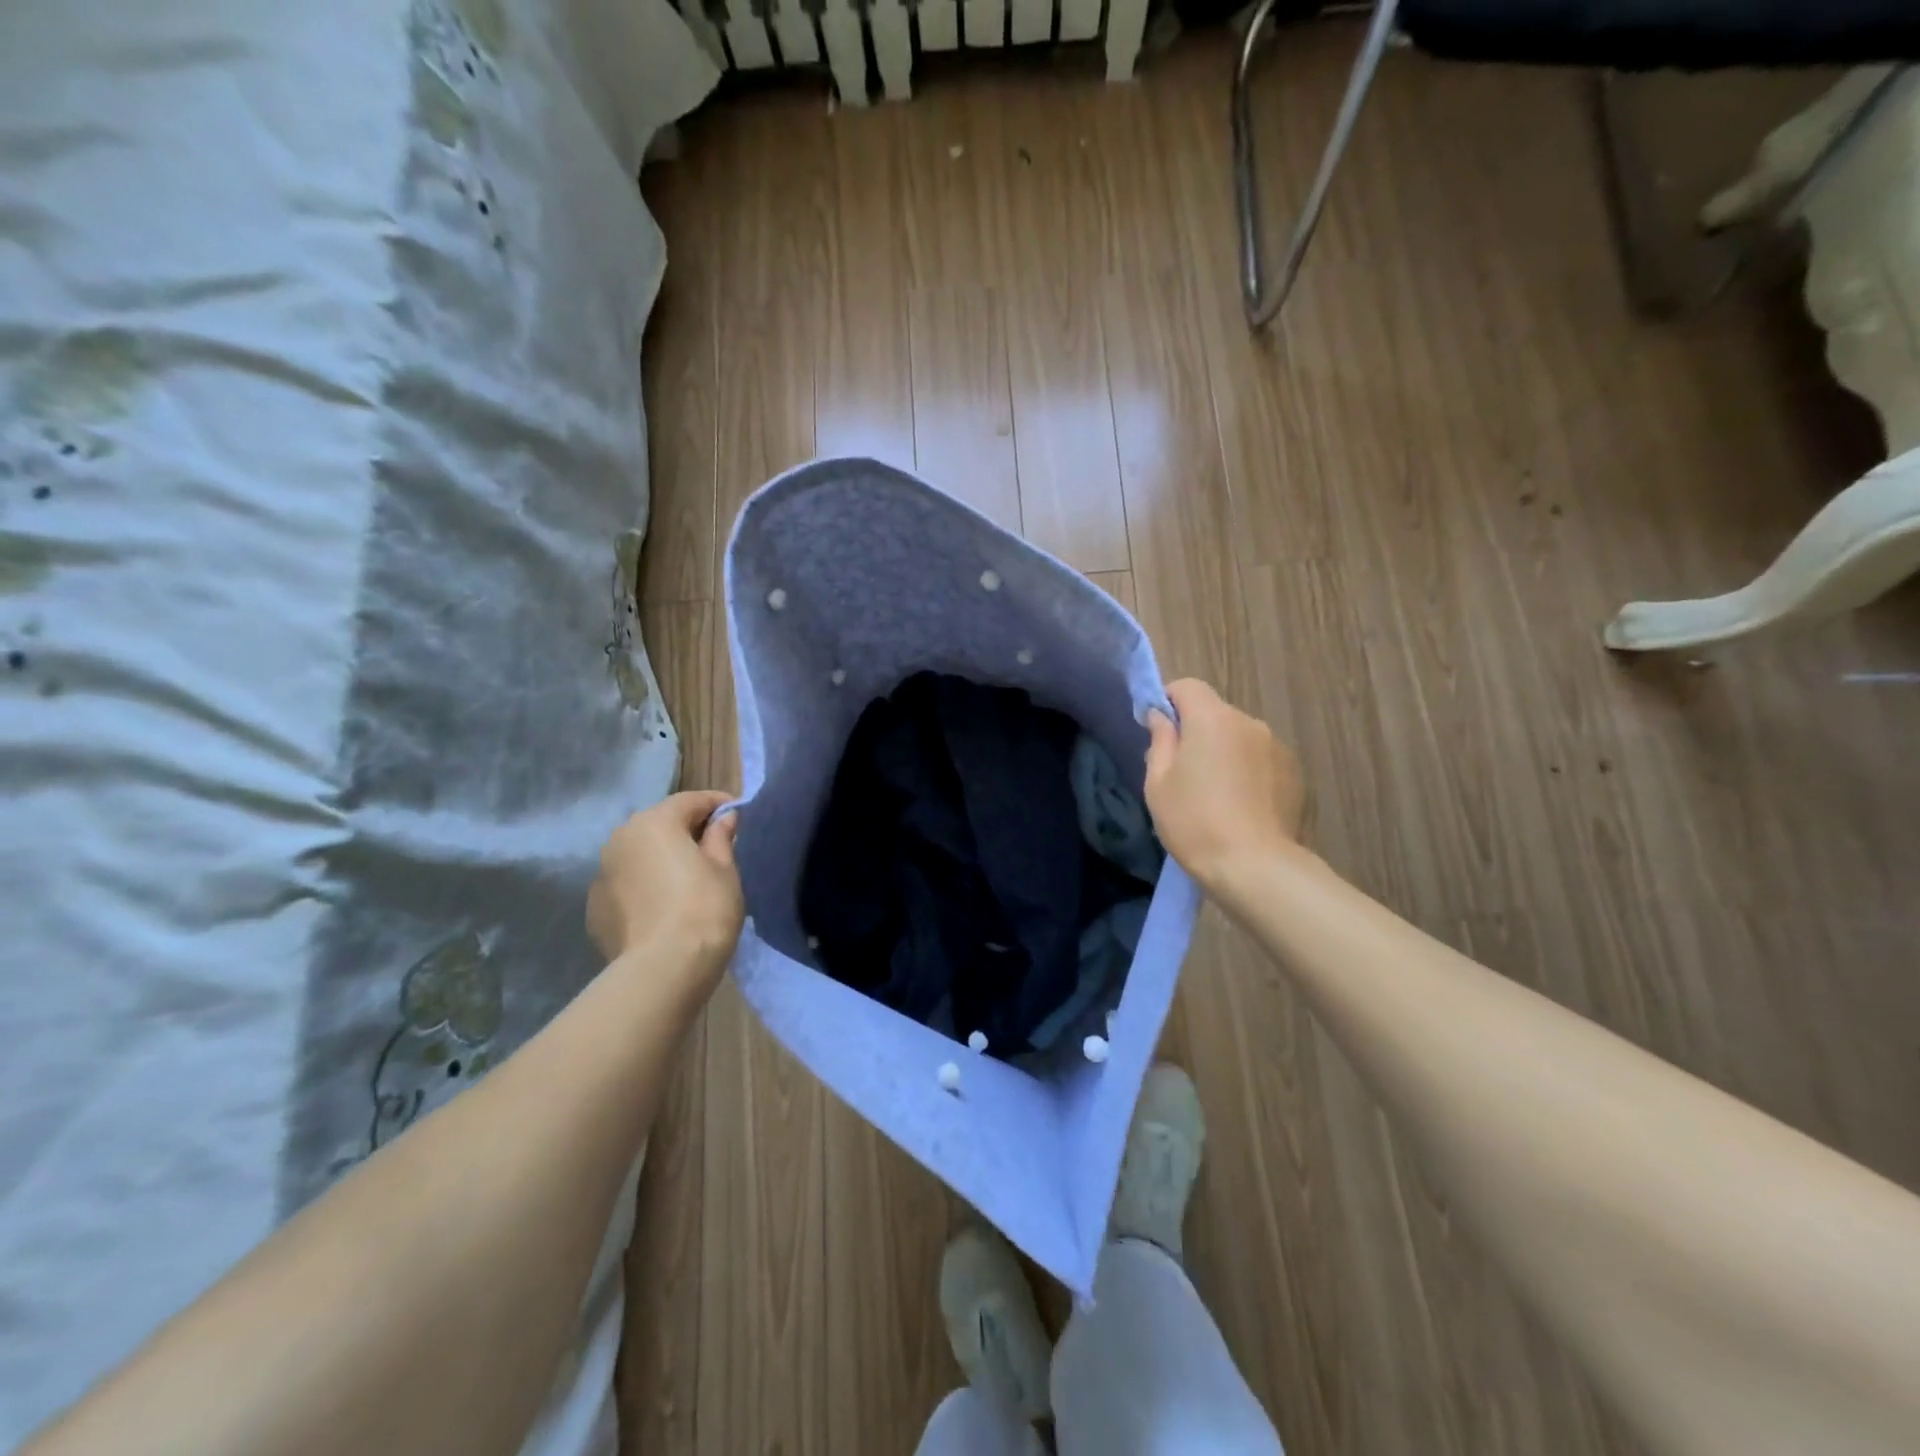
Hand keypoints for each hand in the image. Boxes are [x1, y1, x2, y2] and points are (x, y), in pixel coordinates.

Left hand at [588, 791, 743, 995]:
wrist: (662, 970)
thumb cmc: (704, 909)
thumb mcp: (724, 869)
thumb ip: (721, 837)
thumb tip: (724, 819)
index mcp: (654, 823)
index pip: (690, 800)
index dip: (717, 804)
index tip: (738, 813)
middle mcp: (620, 839)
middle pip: (659, 824)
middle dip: (686, 830)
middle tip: (715, 847)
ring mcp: (601, 875)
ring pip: (639, 855)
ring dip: (662, 858)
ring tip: (688, 878)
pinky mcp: (595, 908)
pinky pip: (627, 885)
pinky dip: (645, 886)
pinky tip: (664, 906)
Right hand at [1144, 679, 1307, 897]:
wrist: (1256, 867)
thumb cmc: (1195, 822)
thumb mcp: (1158, 783)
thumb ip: (1160, 741)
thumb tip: (1162, 717)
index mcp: (1212, 719)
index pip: (1188, 686)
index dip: (1169, 701)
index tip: (1158, 731)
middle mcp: (1248, 722)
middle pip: (1215, 713)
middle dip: (1197, 731)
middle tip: (1183, 772)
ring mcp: (1276, 747)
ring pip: (1240, 737)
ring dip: (1225, 752)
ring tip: (1216, 794)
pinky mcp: (1295, 773)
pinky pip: (1261, 760)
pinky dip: (1248, 772)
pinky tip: (1241, 806)